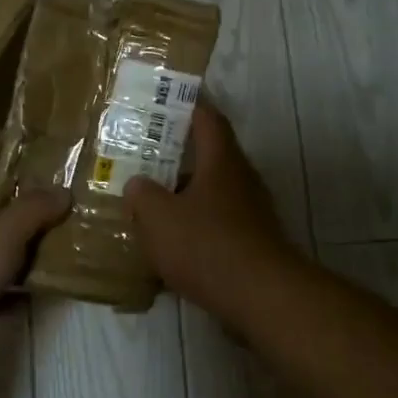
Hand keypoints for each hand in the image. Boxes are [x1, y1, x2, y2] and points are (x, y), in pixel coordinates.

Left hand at [0, 142, 71, 370]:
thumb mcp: (4, 231)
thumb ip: (35, 210)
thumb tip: (63, 191)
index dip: (0, 144)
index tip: (32, 146)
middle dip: (22, 202)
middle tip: (59, 202)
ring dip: (20, 248)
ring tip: (58, 246)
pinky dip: (10, 289)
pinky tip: (36, 293)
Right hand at [123, 100, 297, 308]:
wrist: (259, 296)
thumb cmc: (206, 244)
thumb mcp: (158, 218)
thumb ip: (143, 195)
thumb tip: (138, 184)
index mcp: (222, 162)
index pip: (208, 119)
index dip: (188, 107)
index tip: (166, 102)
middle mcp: (242, 180)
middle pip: (211, 158)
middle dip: (179, 158)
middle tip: (146, 159)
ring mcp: (252, 213)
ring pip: (213, 194)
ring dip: (186, 196)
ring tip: (153, 204)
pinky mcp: (253, 243)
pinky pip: (219, 224)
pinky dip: (196, 227)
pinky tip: (173, 245)